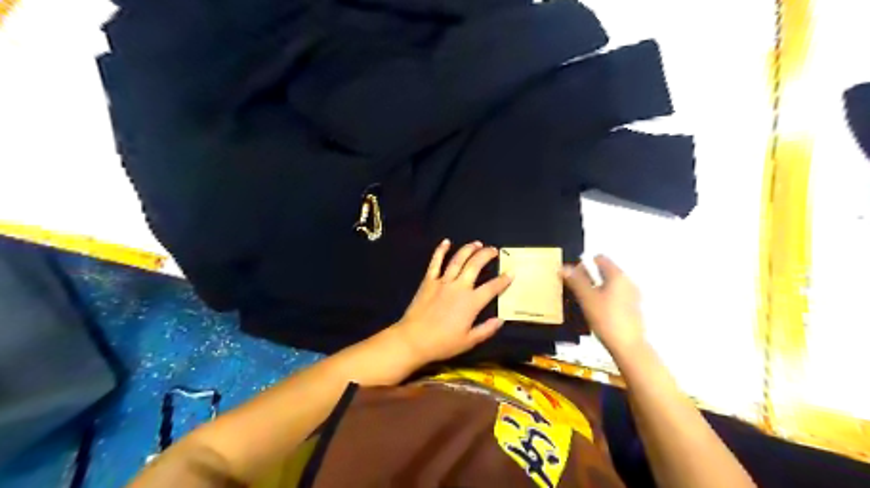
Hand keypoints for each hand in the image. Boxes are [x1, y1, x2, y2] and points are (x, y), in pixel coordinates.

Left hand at [393, 241, 509, 365]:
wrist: (413, 340)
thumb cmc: (442, 343)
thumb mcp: (469, 341)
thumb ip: (486, 330)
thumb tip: (501, 320)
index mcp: (471, 302)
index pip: (492, 287)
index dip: (503, 280)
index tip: (511, 272)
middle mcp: (459, 287)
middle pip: (475, 265)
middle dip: (486, 255)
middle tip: (494, 250)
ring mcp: (442, 282)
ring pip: (458, 260)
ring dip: (468, 249)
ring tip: (477, 243)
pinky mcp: (428, 281)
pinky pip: (435, 262)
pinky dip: (441, 250)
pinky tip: (446, 242)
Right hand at [565, 258, 645, 356]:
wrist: (628, 346)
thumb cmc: (606, 319)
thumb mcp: (587, 299)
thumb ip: (576, 281)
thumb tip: (564, 267)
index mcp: (618, 276)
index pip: (600, 259)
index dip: (585, 263)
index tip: (574, 275)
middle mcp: (628, 282)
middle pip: (606, 271)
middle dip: (590, 276)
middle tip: (576, 288)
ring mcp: (632, 296)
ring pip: (610, 284)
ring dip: (597, 288)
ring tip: (584, 301)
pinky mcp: (633, 308)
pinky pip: (616, 295)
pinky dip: (605, 298)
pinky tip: (597, 311)